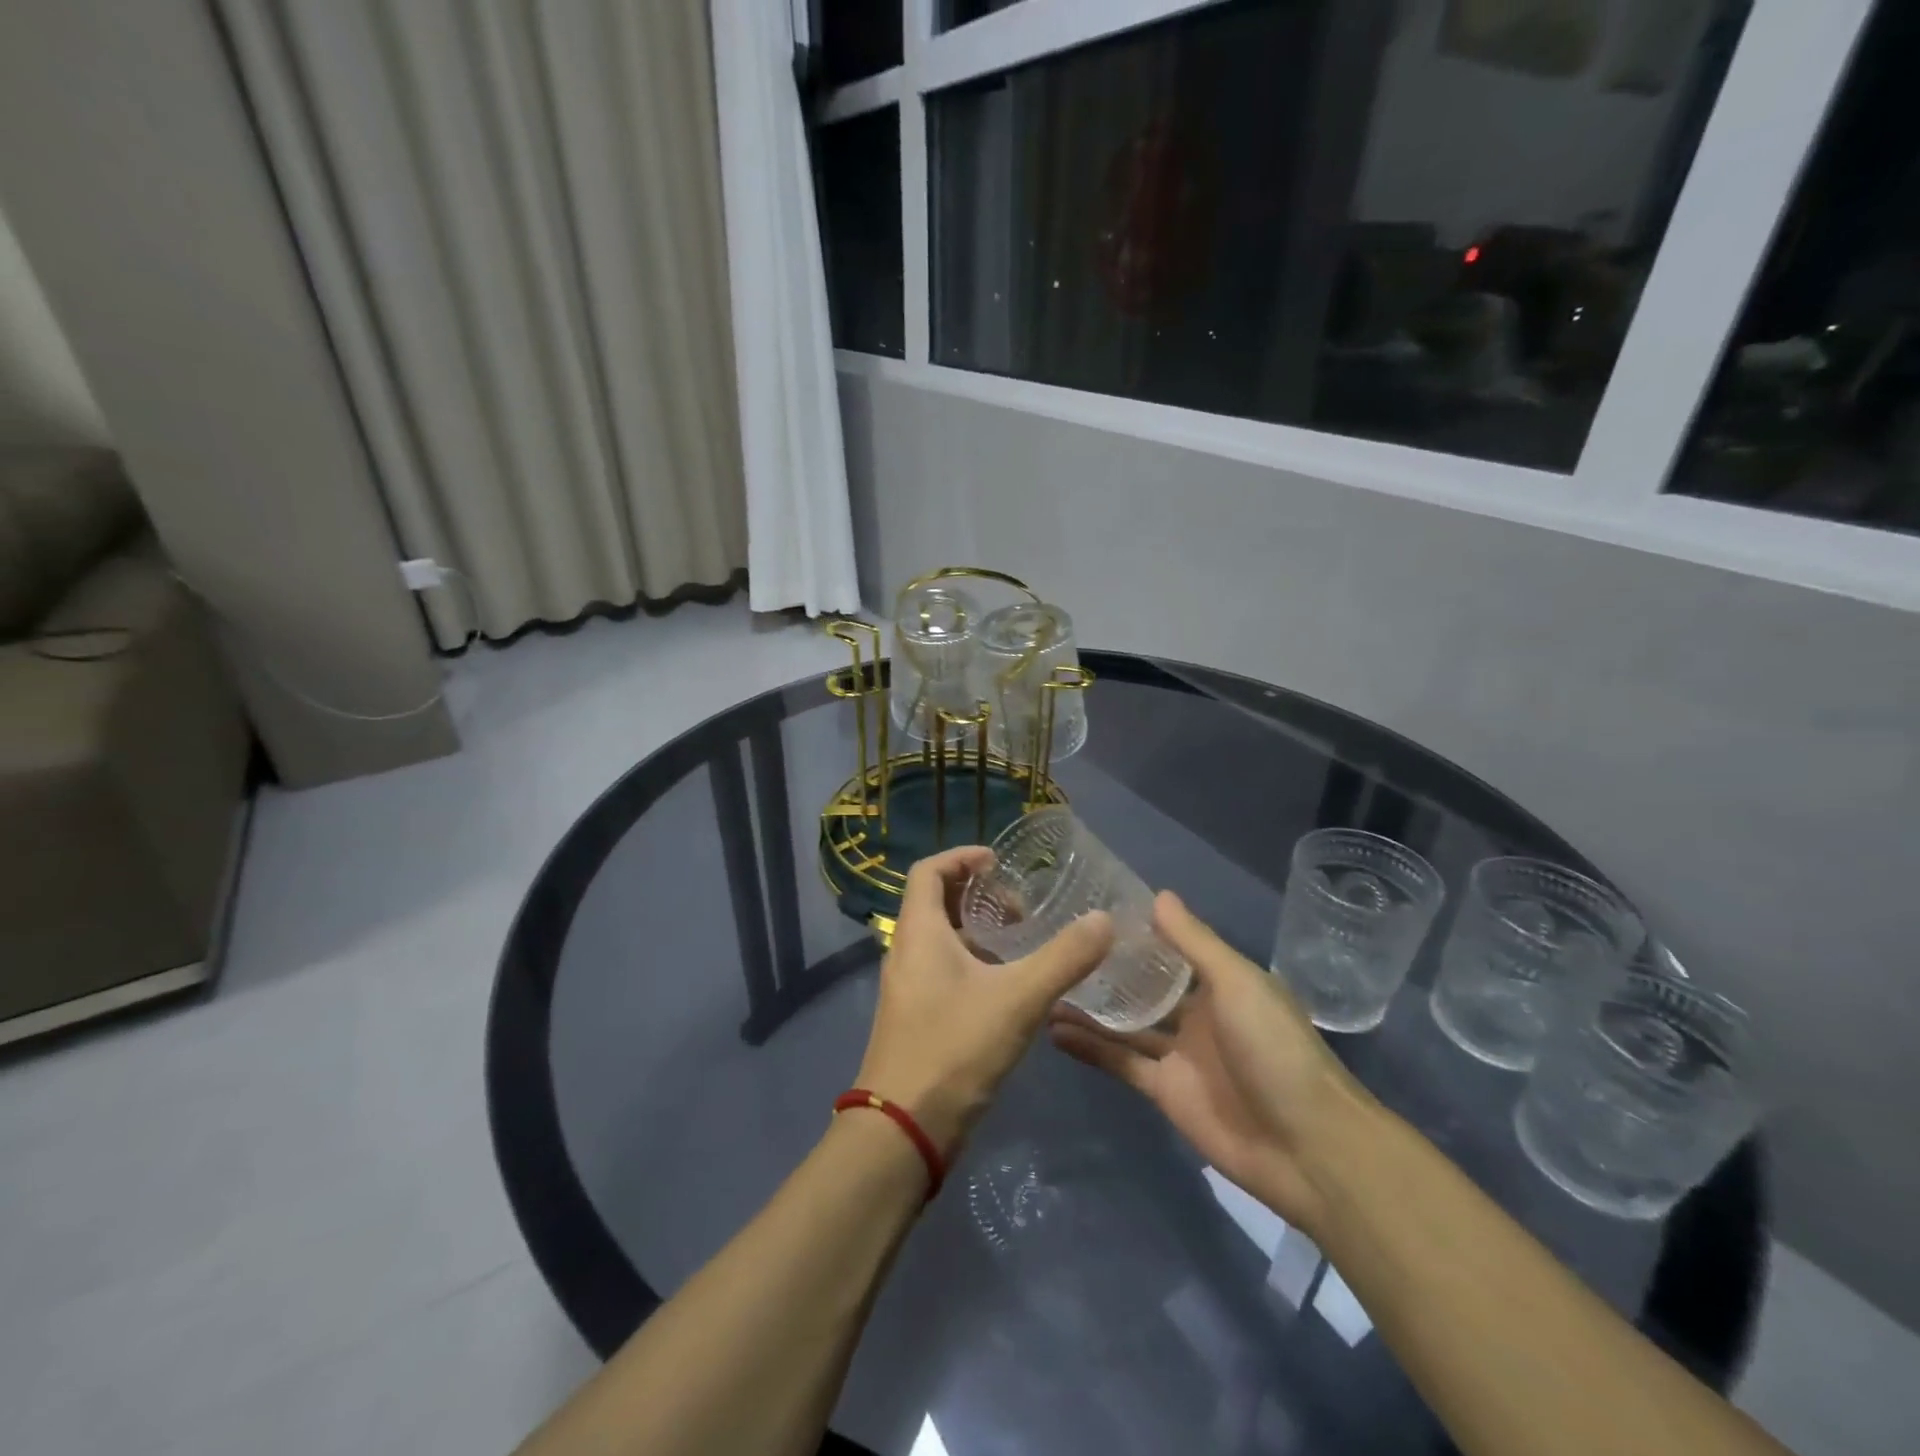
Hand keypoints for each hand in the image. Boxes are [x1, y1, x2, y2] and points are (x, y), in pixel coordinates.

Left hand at [855, 845, 1113, 1154]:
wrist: (903, 1130)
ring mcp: (908, 987)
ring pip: (942, 941)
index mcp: (919, 932)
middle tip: (1021, 911)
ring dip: (979, 933)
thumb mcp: (1018, 998)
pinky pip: (944, 971)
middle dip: (979, 896)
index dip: (962, 856)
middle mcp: (906, 952)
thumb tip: (1104, 919)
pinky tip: (1011, 990)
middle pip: (937, 903)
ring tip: (1023, 946)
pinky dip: (975, 964)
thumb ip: (1064, 958)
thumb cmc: (953, 1048)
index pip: (928, 870)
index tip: (999, 863)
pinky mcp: (916, 1018)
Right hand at [1049, 890, 1374, 1232]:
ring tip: (1044, 985)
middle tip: (1056, 945)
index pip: (1171, 950)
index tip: (1093, 911)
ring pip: (1125, 1025)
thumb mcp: (1237, 982)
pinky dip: (1089, 1047)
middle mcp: (1197, 1014)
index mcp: (1220, 984)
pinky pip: (1120, 1062)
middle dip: (1107, 971)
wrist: (1307, 1147)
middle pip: (1144, 987)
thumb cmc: (1275, 1048)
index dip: (1137, 933)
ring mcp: (1178, 1055)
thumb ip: (1194, 942)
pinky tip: (1052, 1029)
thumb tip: (1158, 894)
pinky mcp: (1163, 1091)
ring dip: (1090, 1009)